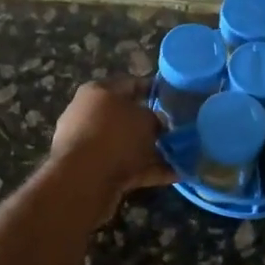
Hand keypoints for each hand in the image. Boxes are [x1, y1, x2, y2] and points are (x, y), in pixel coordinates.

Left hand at [48, 76, 176, 224]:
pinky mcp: (92, 170)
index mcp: (98, 92)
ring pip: (127, 144)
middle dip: (152, 125)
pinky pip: (126, 166)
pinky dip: (148, 170)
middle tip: (176, 131)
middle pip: (127, 117)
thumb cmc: (115, 136)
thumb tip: (158, 122)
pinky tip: (175, 175)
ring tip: (180, 156)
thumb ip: (155, 118)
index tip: (174, 97)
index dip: (154, 89)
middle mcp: (89, 114)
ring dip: (152, 151)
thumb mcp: (146, 119)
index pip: (130, 84)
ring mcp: (89, 144)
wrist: (83, 180)